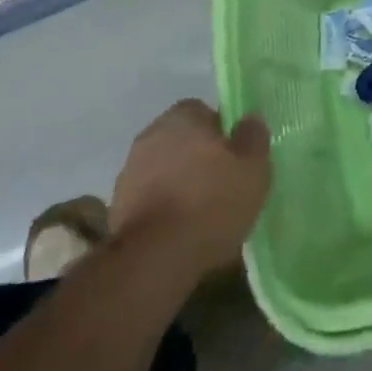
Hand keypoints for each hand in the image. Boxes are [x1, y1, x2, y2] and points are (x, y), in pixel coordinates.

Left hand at [111, 100, 271, 277]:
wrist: (155, 258)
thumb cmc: (211, 202)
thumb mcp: (253, 167)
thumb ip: (253, 137)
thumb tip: (249, 120)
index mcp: (183, 116)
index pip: (205, 112)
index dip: (222, 134)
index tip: (235, 160)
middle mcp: (151, 134)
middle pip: (182, 141)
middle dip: (198, 159)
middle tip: (221, 186)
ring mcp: (130, 171)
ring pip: (164, 170)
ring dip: (178, 184)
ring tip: (201, 216)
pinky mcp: (118, 207)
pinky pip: (150, 199)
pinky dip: (163, 209)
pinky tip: (180, 233)